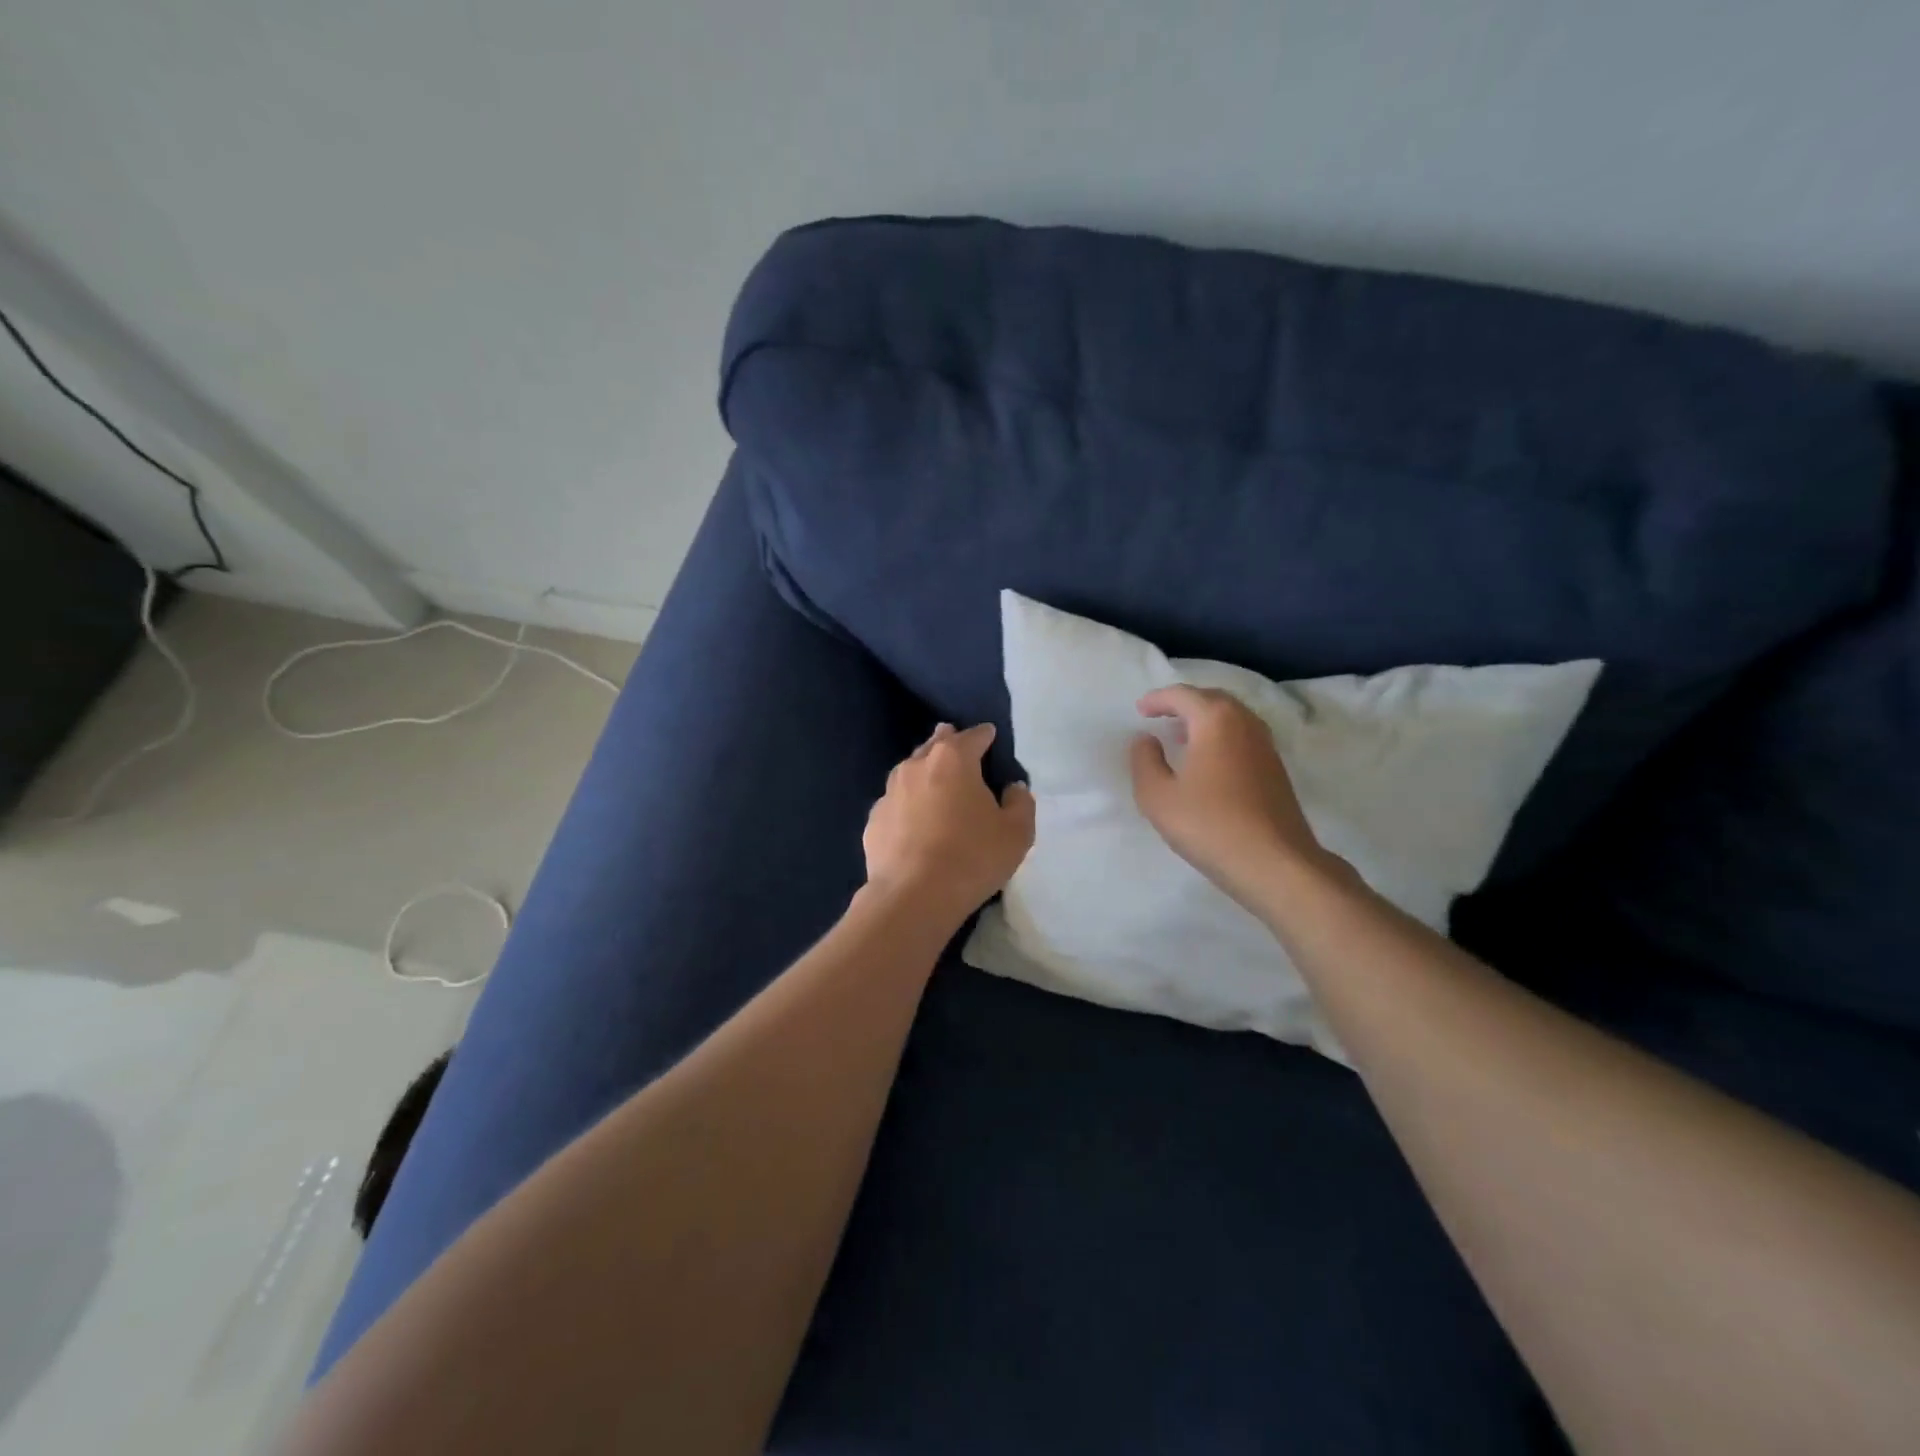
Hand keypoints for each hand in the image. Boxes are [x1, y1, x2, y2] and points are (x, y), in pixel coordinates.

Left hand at [863, 723, 1034, 921]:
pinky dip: (907, 804)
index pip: (973, 736)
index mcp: (953, 759)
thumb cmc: (972, 857)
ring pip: (910, 771)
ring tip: (935, 781)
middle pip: (936, 745)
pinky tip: (913, 820)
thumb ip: (1020, 802)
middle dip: (949, 742)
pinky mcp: (873, 820)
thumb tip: (1013, 788)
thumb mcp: (1017, 833)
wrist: (913, 896)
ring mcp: (889, 792)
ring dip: (925, 771)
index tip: (990, 736)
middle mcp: (917, 766)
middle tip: (958, 746)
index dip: (985, 735)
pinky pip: (896, 803)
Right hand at [1129, 685, 1324, 907]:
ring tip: (1182, 736)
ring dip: (1204, 720)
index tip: (1140, 710)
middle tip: (1160, 716)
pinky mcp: (1276, 769)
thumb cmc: (1209, 825)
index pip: (1183, 695)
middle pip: (1211, 699)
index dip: (1158, 699)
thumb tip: (1146, 739)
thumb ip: (1144, 761)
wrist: (1275, 863)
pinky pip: (1242, 737)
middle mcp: (1245, 723)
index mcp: (1215, 720)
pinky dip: (1220, 736)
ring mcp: (1266, 746)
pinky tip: (1208, 762)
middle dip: (1184, 703)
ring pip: (1231, 718)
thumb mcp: (1157, 796)